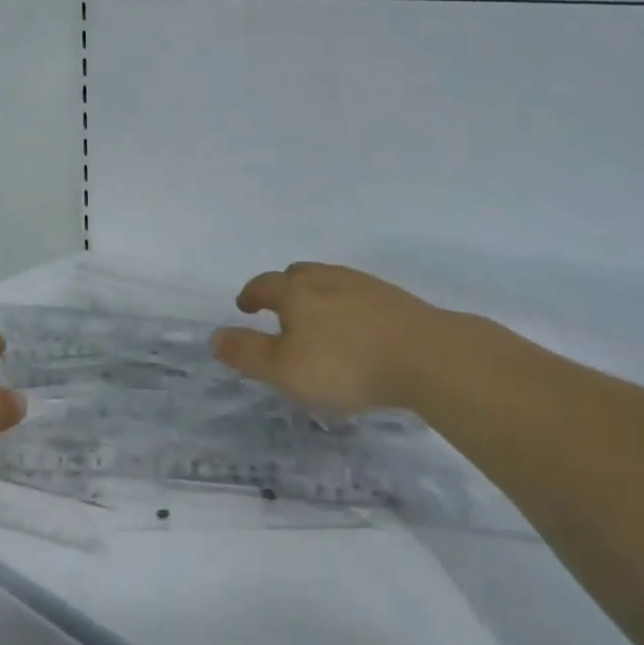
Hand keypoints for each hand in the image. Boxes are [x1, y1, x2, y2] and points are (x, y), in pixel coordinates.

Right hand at [211, 262, 515, 414]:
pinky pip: (358, 297)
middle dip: (283, 289)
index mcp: (296, 292)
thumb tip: (215, 336)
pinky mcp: (395, 300)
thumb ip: (247, 353)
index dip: (250, 295)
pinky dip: (346, 308)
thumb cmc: (345, 364)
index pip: (264, 285)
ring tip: (317, 322)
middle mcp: (328, 279)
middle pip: (298, 274)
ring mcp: (365, 286)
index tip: (244, 307)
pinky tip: (355, 330)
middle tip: (279, 309)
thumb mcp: (284, 369)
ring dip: (316, 297)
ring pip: (330, 283)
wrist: (428, 356)